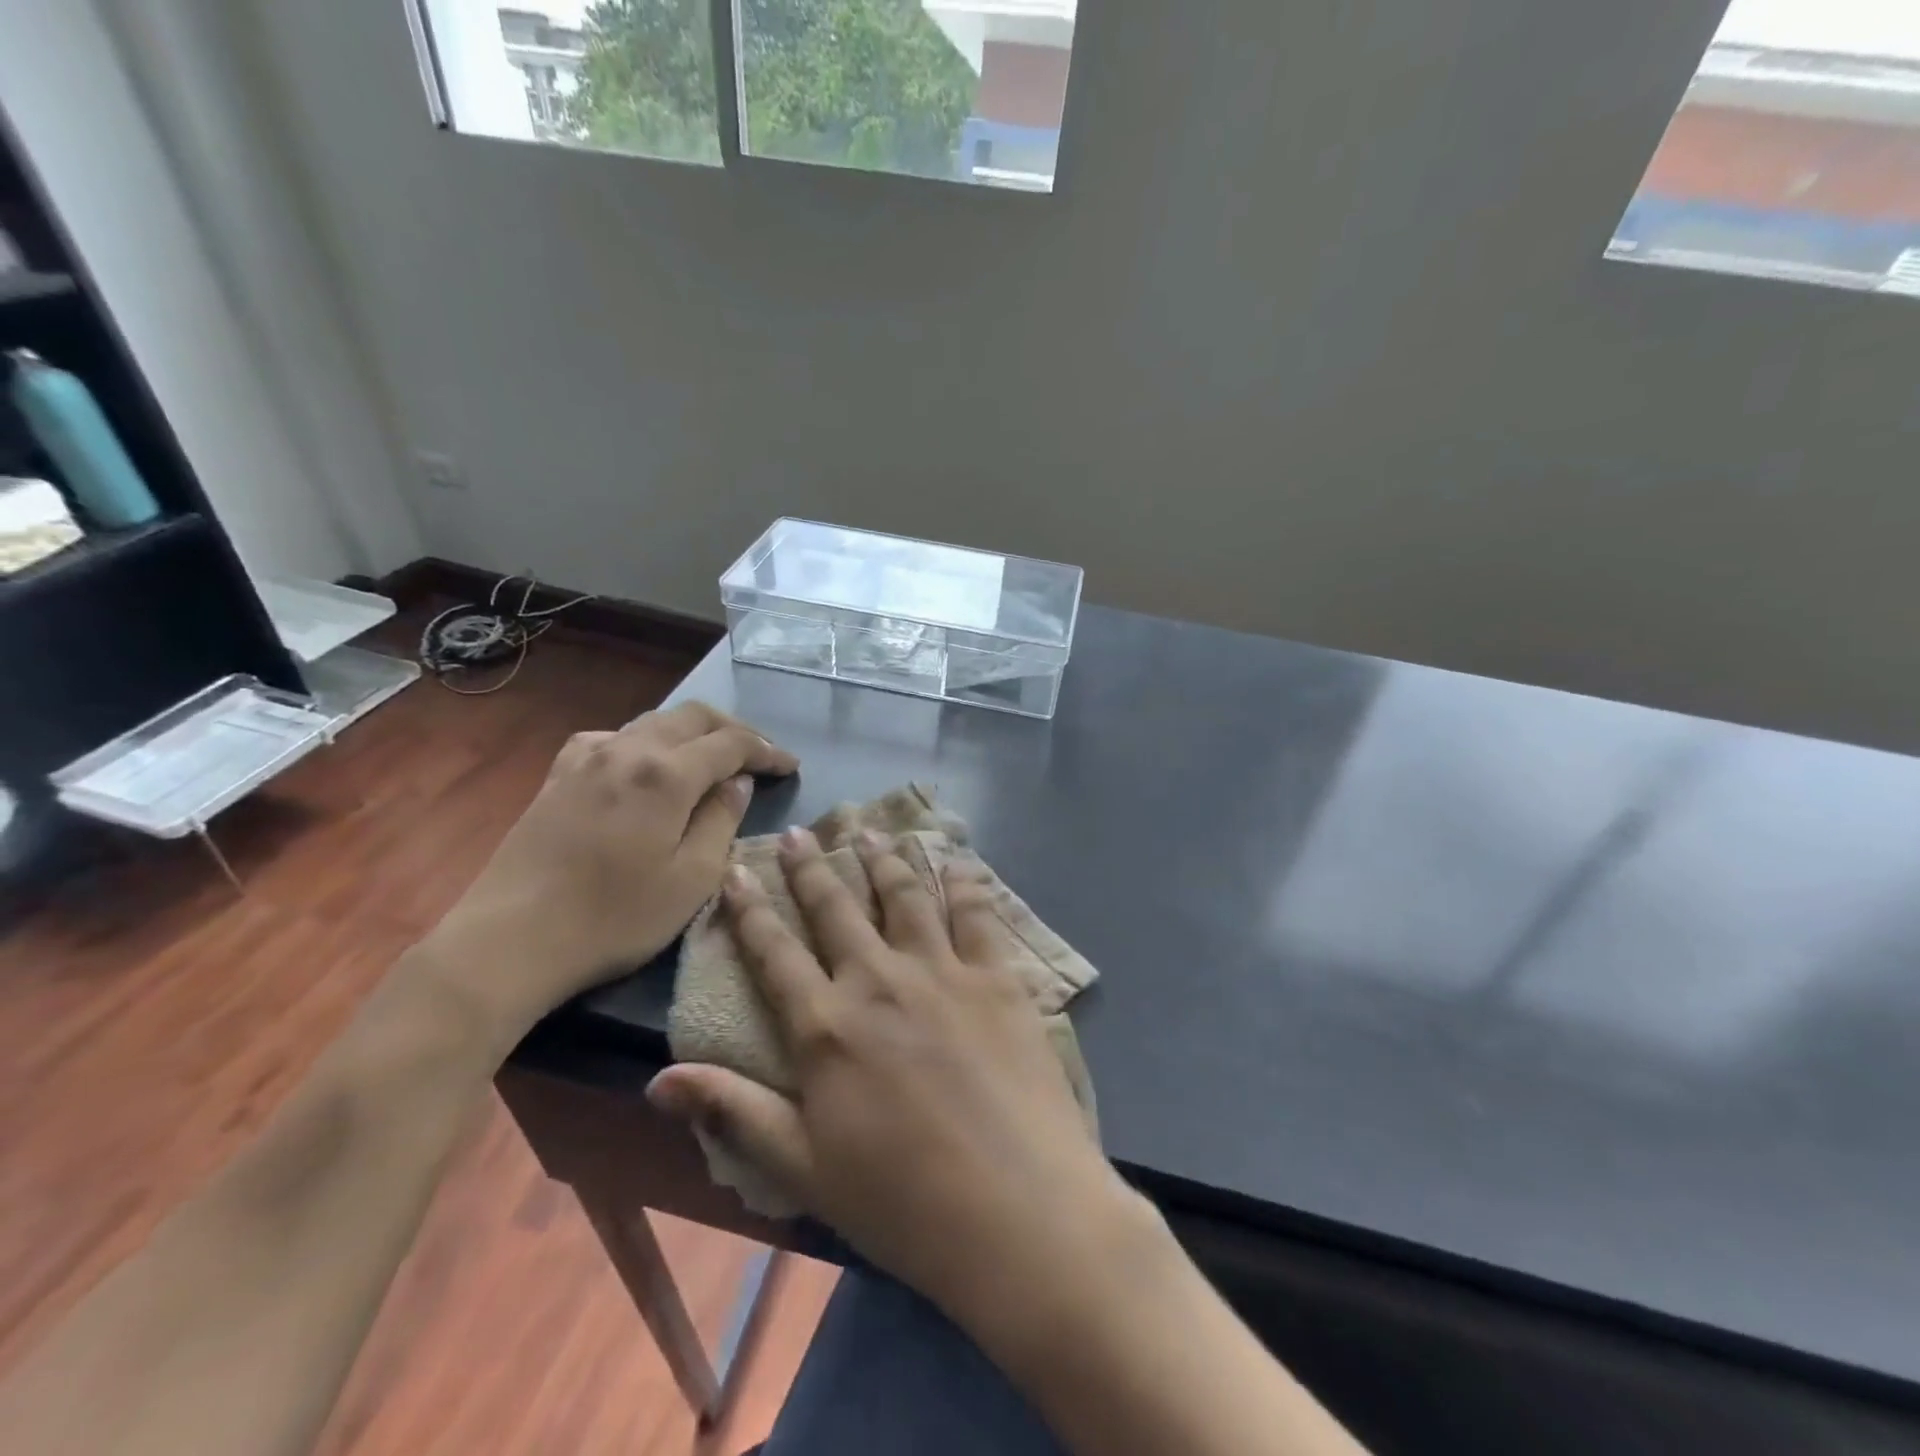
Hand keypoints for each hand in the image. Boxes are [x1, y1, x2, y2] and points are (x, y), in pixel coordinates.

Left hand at [420, 702, 798, 1042]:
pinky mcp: (557, 777)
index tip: (791, 767)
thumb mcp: (692, 879)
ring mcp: (587, 759)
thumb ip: (722, 820)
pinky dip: (643, 742)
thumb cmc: (614, 917)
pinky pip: (611, 738)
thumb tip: (737, 782)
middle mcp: (629, 750)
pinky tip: (642, 763)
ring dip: (691, 732)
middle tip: (759, 756)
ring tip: (710, 758)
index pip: (731, 743)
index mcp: (667, 773)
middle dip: (734, 730)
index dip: (767, 751)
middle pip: (693, 717)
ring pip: (652, 722)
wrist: (509, 941)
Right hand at [646, 827, 1135, 1325]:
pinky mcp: (997, 977)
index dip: (750, 910)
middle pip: (836, 909)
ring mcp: (942, 971)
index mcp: (826, 1027)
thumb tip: (657, 1078)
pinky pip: (975, 913)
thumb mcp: (803, 1168)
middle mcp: (878, 980)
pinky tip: (953, 859)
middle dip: (812, 869)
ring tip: (868, 830)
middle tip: (799, 833)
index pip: (775, 953)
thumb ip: (734, 1111)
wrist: (1017, 1209)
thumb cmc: (902, 1201)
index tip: (737, 870)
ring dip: (882, 860)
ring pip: (903, 896)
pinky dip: (960, 881)